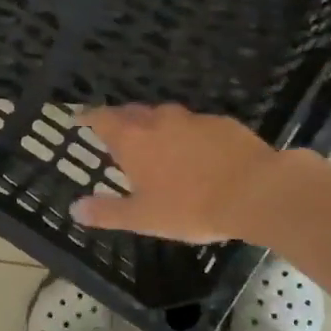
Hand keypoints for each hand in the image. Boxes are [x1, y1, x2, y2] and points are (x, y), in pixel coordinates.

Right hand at [71, 105, 288, 243]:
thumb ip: (107, 212)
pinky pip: (196, 124)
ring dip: (155, 125)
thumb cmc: (191, 207)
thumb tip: (75, 208)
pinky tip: (197, 152)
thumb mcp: (143, 218)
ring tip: (155, 142)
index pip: (103, 119)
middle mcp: (159, 121)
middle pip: (132, 112)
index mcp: (134, 140)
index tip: (80, 119)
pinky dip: (188, 134)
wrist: (255, 191)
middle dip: (121, 120)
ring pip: (165, 116)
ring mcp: (193, 119)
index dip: (89, 118)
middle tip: (116, 133)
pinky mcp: (222, 123)